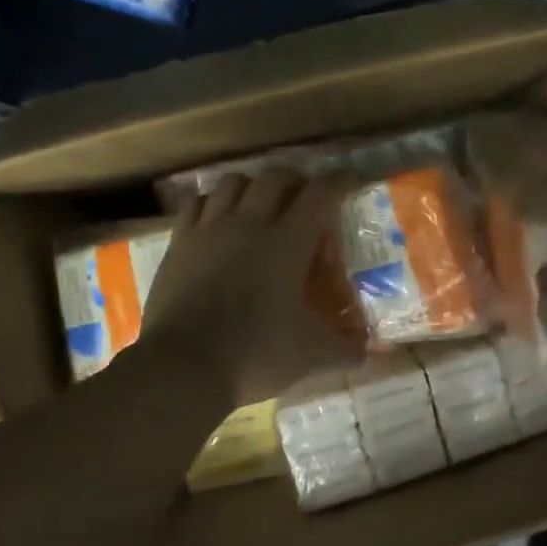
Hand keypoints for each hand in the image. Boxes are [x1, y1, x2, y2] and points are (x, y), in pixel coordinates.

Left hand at [140, 170, 363, 407]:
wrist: (183, 368)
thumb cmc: (255, 355)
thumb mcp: (312, 357)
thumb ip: (346, 350)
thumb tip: (367, 351)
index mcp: (288, 243)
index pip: (320, 194)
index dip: (338, 181)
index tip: (349, 180)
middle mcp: (249, 224)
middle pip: (275, 177)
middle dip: (296, 180)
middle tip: (304, 198)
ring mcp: (209, 230)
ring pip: (233, 181)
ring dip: (253, 186)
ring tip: (260, 204)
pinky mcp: (179, 243)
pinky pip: (197, 204)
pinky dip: (214, 203)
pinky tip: (218, 219)